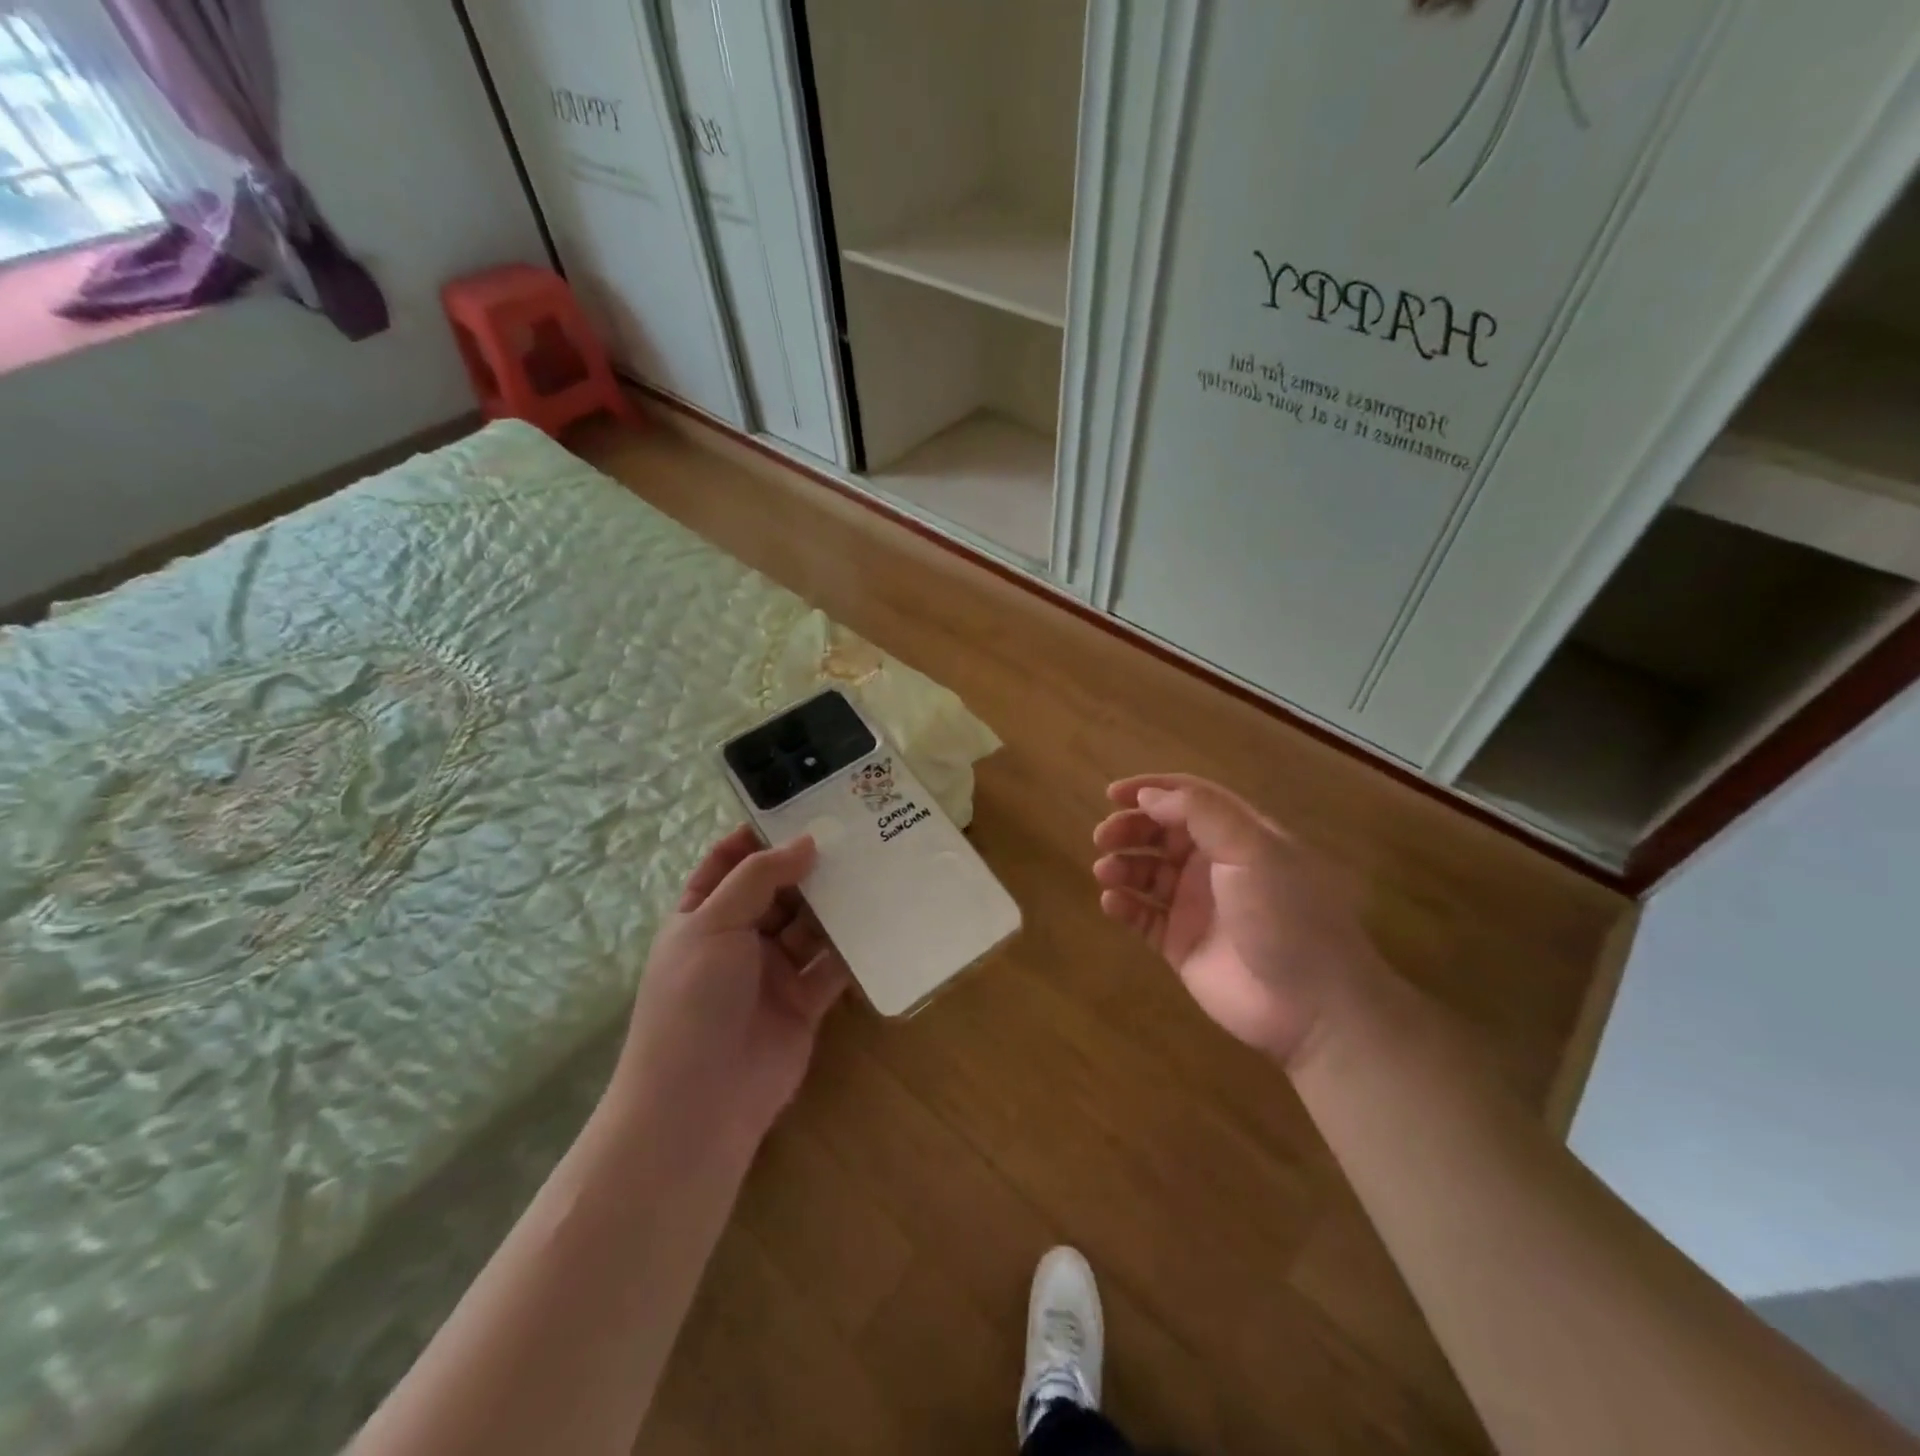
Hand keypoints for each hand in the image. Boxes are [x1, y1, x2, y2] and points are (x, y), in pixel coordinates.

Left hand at [615, 827, 851, 1152]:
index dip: (759, 836)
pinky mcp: (805, 1002)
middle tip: (853, 834)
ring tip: (874, 867)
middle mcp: (738, 939)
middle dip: (808, 866)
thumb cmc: (693, 1000)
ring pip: (810, 925)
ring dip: (835, 903)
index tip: (800, 809)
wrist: (699, 1104)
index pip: (729, 863)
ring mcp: (773, 971)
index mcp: (704, 916)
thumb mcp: (713, 924)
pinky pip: (832, 965)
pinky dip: (852, 946)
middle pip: (778, 891)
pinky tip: (881, 918)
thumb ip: (759, 878)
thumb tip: (806, 841)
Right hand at [1092, 774, 1384, 1066]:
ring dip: (1123, 866)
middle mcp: (1216, 865)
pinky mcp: (1182, 944)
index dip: (1152, 790)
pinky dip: (1124, 905)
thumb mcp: (1252, 850)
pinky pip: (1143, 917)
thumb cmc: (1286, 915)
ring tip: (1106, 872)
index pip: (1190, 799)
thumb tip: (1148, 796)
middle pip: (1162, 834)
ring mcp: (1197, 906)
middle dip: (1130, 829)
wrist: (1311, 1006)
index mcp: (1240, 836)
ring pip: (1148, 874)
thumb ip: (1200, 814)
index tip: (1112, 793)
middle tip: (1102, 838)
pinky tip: (1112, 903)